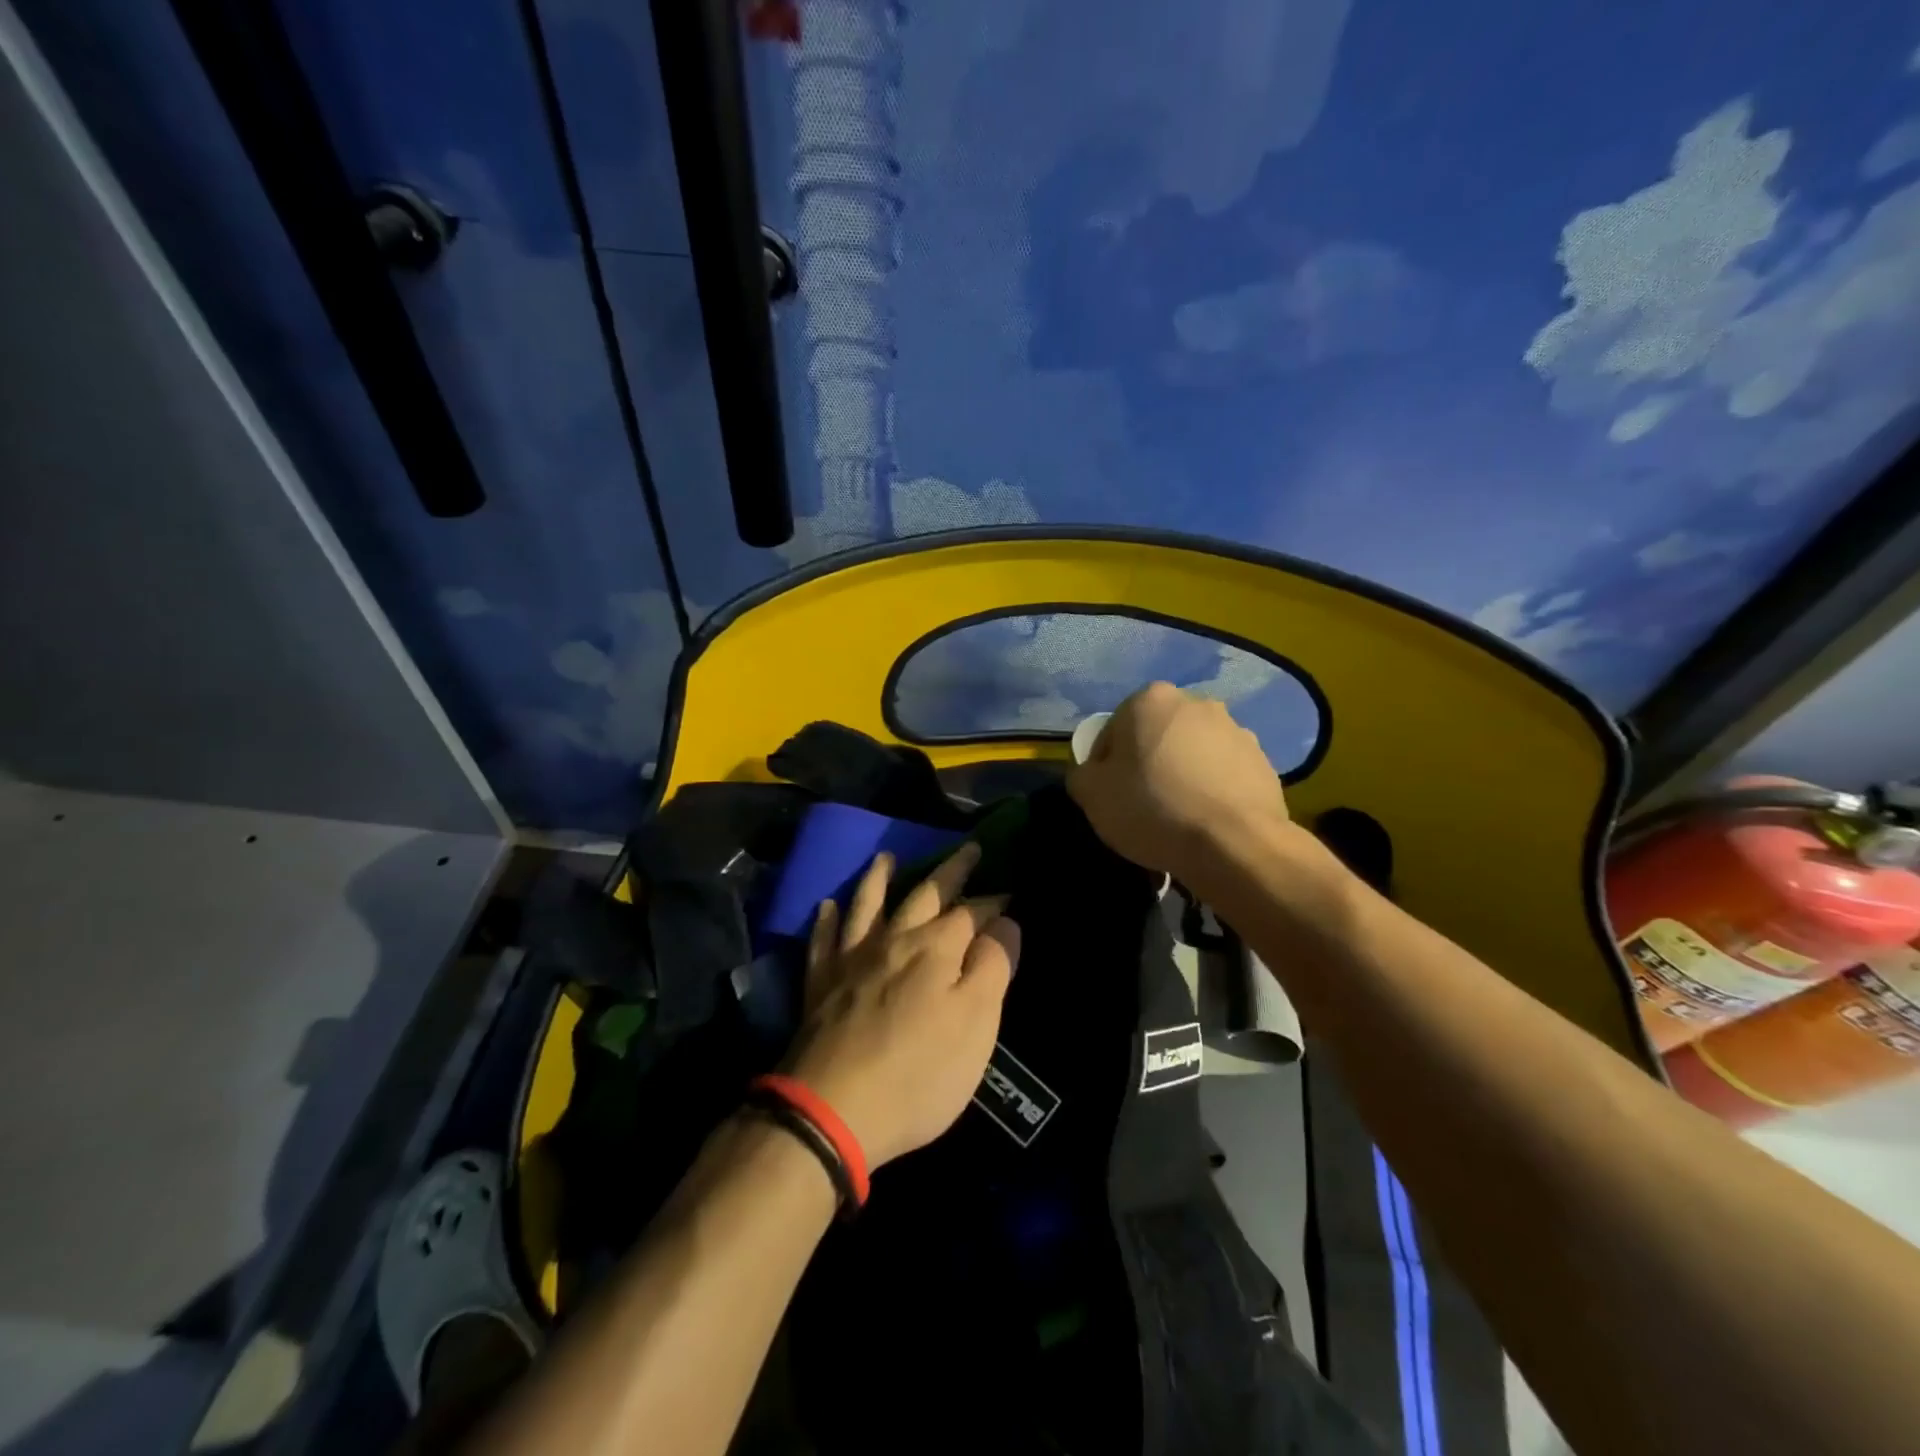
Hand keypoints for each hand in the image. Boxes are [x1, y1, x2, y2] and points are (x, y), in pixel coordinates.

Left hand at [786, 843, 1020, 1168]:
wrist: (832, 1109)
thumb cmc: (918, 1073)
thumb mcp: (976, 1025)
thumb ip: (992, 968)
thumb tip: (1005, 922)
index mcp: (936, 949)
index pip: (972, 912)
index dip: (993, 901)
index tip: (1009, 890)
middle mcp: (894, 941)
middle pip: (924, 895)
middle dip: (950, 871)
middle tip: (966, 849)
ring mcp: (852, 959)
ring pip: (867, 906)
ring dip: (879, 879)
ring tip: (886, 858)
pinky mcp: (820, 984)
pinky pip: (822, 940)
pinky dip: (826, 920)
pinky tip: (826, 905)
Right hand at [1068, 682, 1289, 880]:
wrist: (1234, 844)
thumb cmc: (1152, 809)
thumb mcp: (1091, 795)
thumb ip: (1081, 774)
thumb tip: (1091, 773)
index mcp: (1150, 700)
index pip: (1112, 732)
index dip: (1105, 766)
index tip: (1110, 797)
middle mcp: (1195, 703)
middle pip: (1156, 736)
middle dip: (1148, 763)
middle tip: (1143, 805)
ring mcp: (1236, 730)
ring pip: (1192, 753)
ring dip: (1182, 774)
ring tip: (1179, 817)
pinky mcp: (1263, 761)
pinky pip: (1223, 774)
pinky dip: (1213, 790)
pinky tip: (1206, 822)